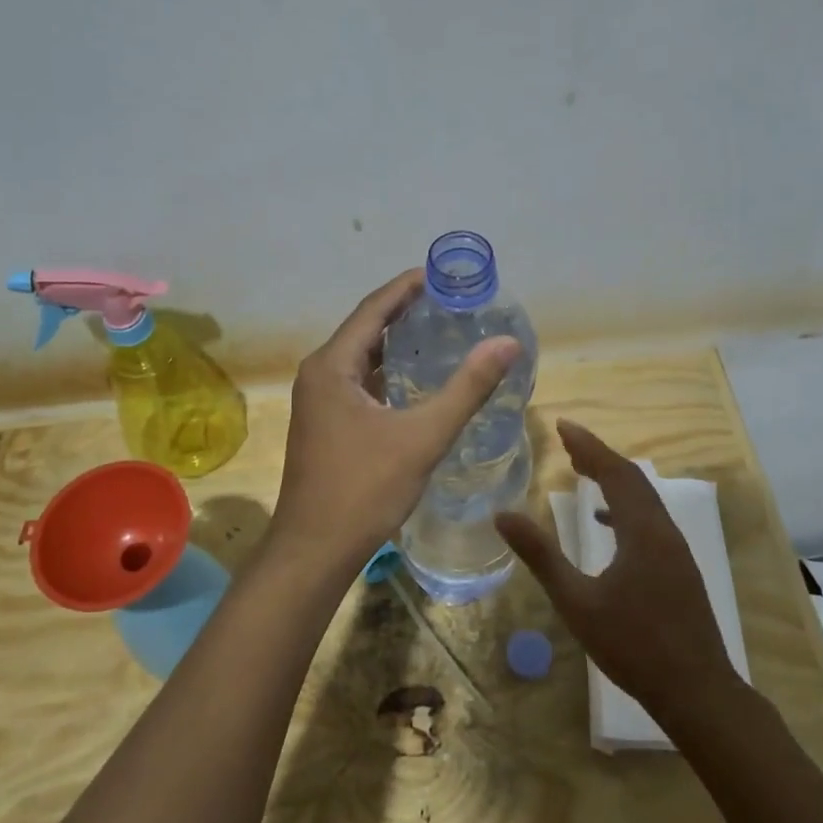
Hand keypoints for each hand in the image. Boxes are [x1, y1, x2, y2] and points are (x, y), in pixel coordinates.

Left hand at [270, 269, 520, 584]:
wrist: (314, 550)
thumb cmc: (364, 489)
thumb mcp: (422, 436)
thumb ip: (467, 388)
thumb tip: (507, 343)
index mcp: (332, 365)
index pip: (374, 309)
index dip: (407, 287)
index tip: (441, 273)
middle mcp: (319, 375)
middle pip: (366, 329)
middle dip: (404, 312)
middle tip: (449, 301)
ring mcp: (317, 402)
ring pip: (361, 359)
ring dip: (396, 343)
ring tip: (438, 332)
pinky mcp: (324, 425)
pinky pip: (358, 383)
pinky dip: (387, 373)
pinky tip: (414, 381)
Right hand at [497, 420, 741, 722]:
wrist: (697, 691)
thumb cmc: (633, 645)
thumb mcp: (577, 601)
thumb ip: (541, 555)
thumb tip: (502, 515)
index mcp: (643, 531)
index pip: (615, 472)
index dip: (588, 445)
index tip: (562, 425)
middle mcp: (664, 531)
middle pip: (632, 479)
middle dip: (600, 456)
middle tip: (567, 443)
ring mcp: (676, 550)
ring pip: (644, 499)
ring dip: (614, 479)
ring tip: (582, 471)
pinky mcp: (678, 568)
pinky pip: (649, 520)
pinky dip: (625, 508)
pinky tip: (606, 524)